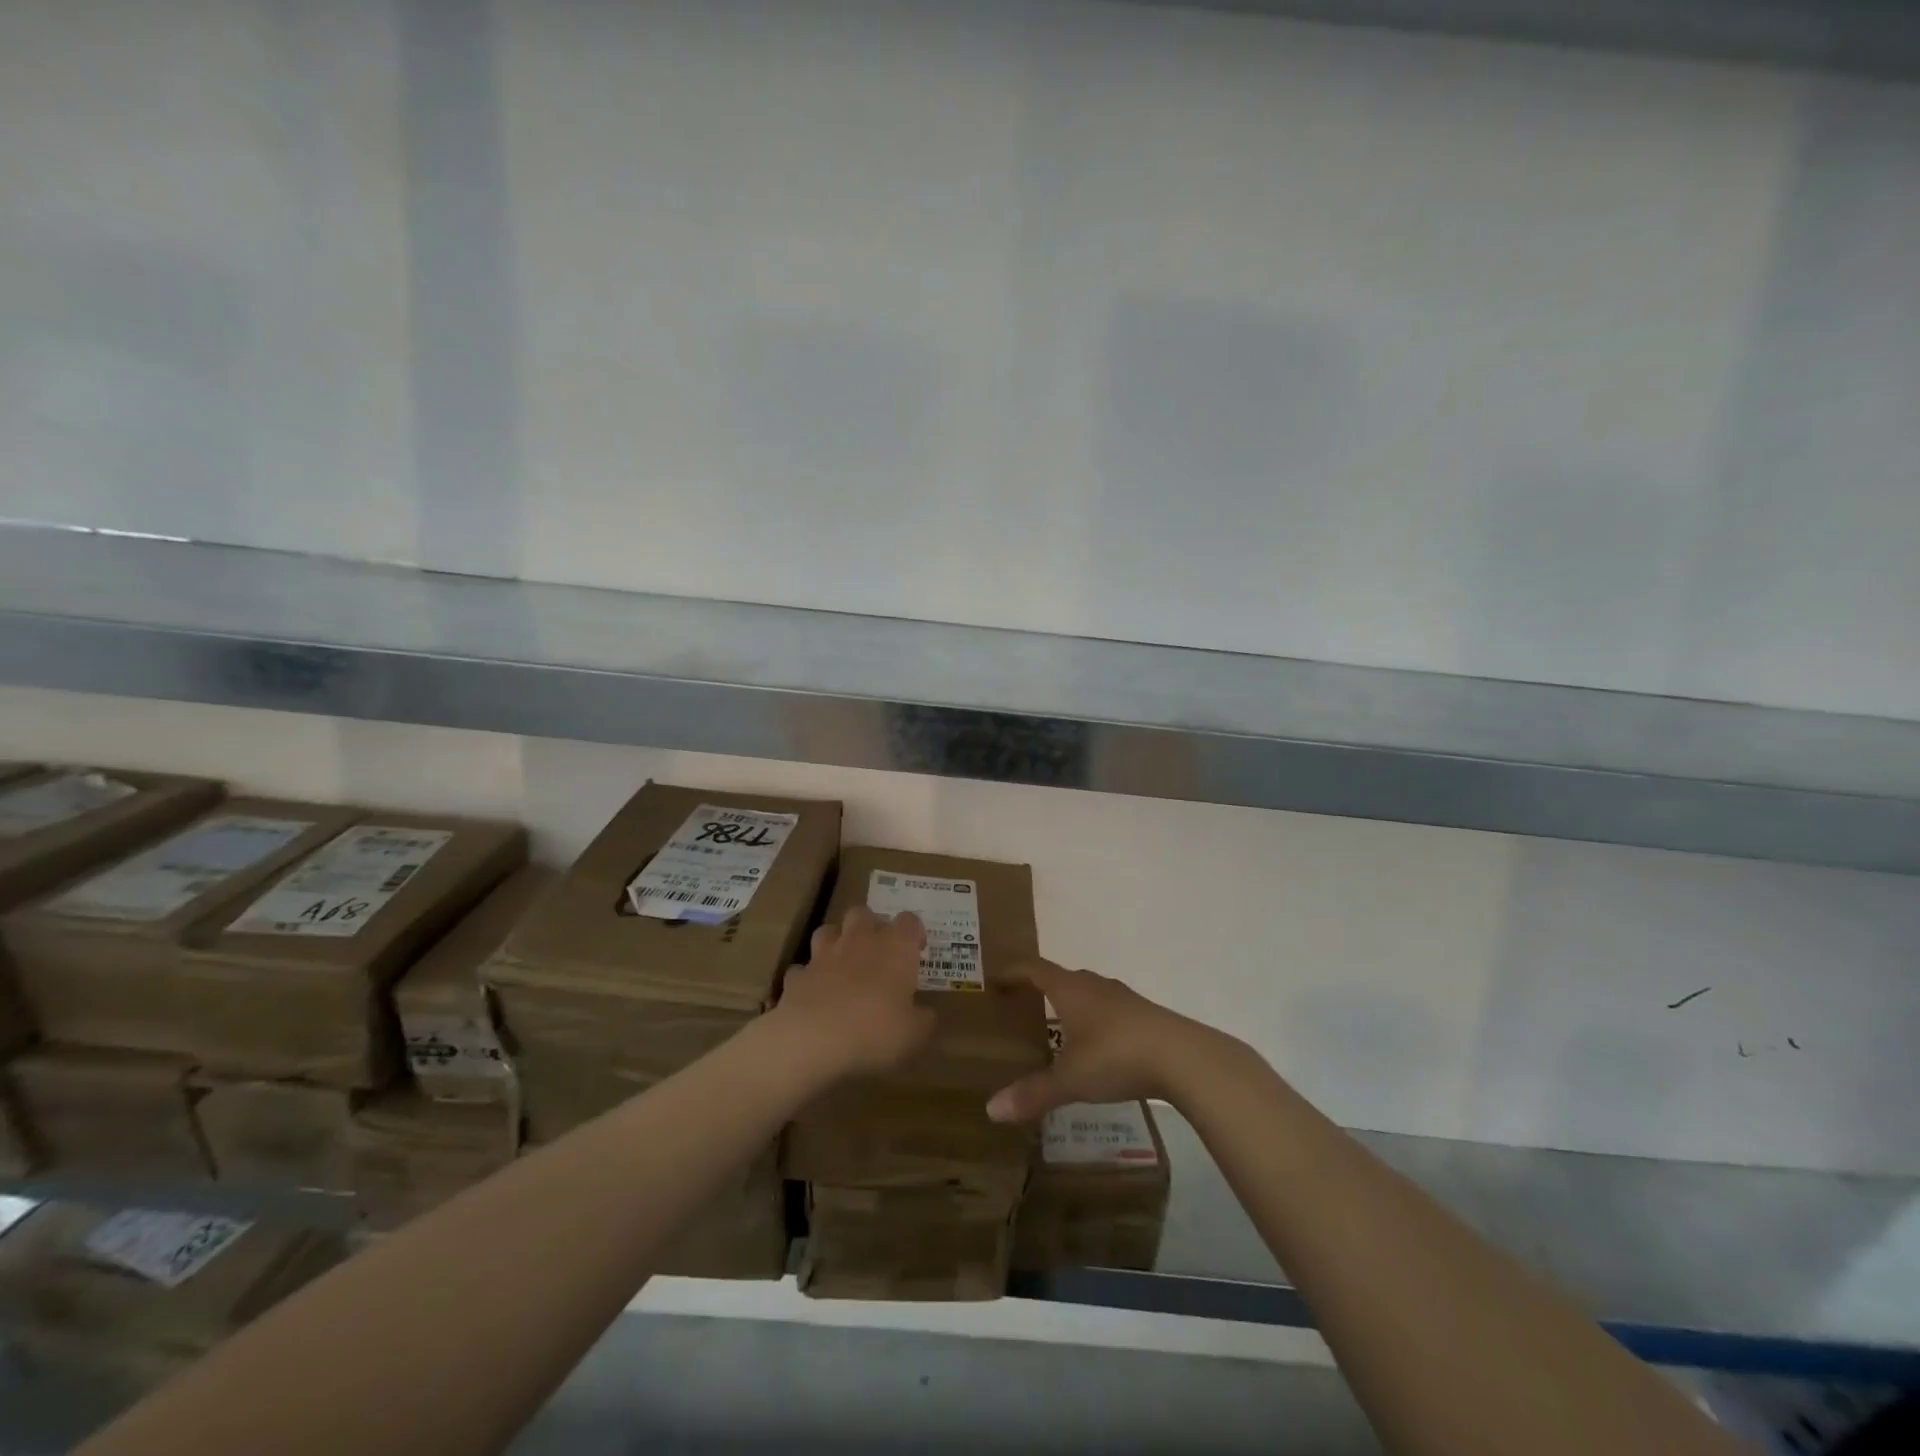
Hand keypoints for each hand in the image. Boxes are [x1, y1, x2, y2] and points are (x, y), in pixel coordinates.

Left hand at [774, 906, 935, 1078]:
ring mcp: (824, 955)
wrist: (814, 1038)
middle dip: (870, 926)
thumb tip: (927, 1014)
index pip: (909, 921)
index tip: (917, 950)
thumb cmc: (875, 1030)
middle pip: (863, 913)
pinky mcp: (798, 975)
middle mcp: (859, 940)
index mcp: (895, 948)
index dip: (914, 932)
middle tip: (877, 952)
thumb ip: (923, 1019)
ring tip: (842, 964)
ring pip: (828, 931)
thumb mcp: (914, 1033)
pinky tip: (814, 994)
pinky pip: (803, 969)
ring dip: (835, 942)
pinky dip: (809, 977)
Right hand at [986, 958, 1218, 1122]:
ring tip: (1057, 1028)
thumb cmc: (1116, 1056)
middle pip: (1062, 978)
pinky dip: (1095, 1022)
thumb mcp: (1070, 1079)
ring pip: (1088, 994)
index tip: (995, 978)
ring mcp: (1123, 998)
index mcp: (1070, 989)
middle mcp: (1095, 985)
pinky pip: (1109, 1011)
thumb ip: (1033, 1093)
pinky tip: (1097, 1047)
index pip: (1034, 969)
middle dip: (1041, 989)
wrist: (1183, 1057)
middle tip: (1022, 1008)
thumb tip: (991, 1110)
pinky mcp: (1145, 1016)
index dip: (1013, 971)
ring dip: (1071, 1005)